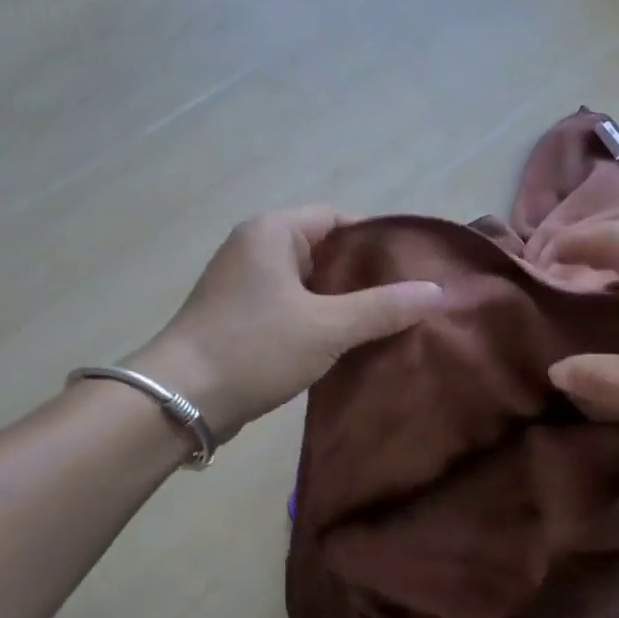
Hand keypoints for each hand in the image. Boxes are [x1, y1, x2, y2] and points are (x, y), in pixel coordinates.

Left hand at [125, 205, 443, 440]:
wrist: (181, 400)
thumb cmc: (254, 348)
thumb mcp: (326, 327)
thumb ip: (383, 308)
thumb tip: (437, 291)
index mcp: (272, 232)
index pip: (336, 218)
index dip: (376, 240)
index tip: (411, 268)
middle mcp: (254, 248)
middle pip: (323, 250)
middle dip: (362, 276)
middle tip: (405, 300)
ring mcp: (242, 284)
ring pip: (307, 283)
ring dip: (340, 303)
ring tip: (384, 324)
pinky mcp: (238, 317)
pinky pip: (289, 307)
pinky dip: (316, 320)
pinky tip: (344, 345)